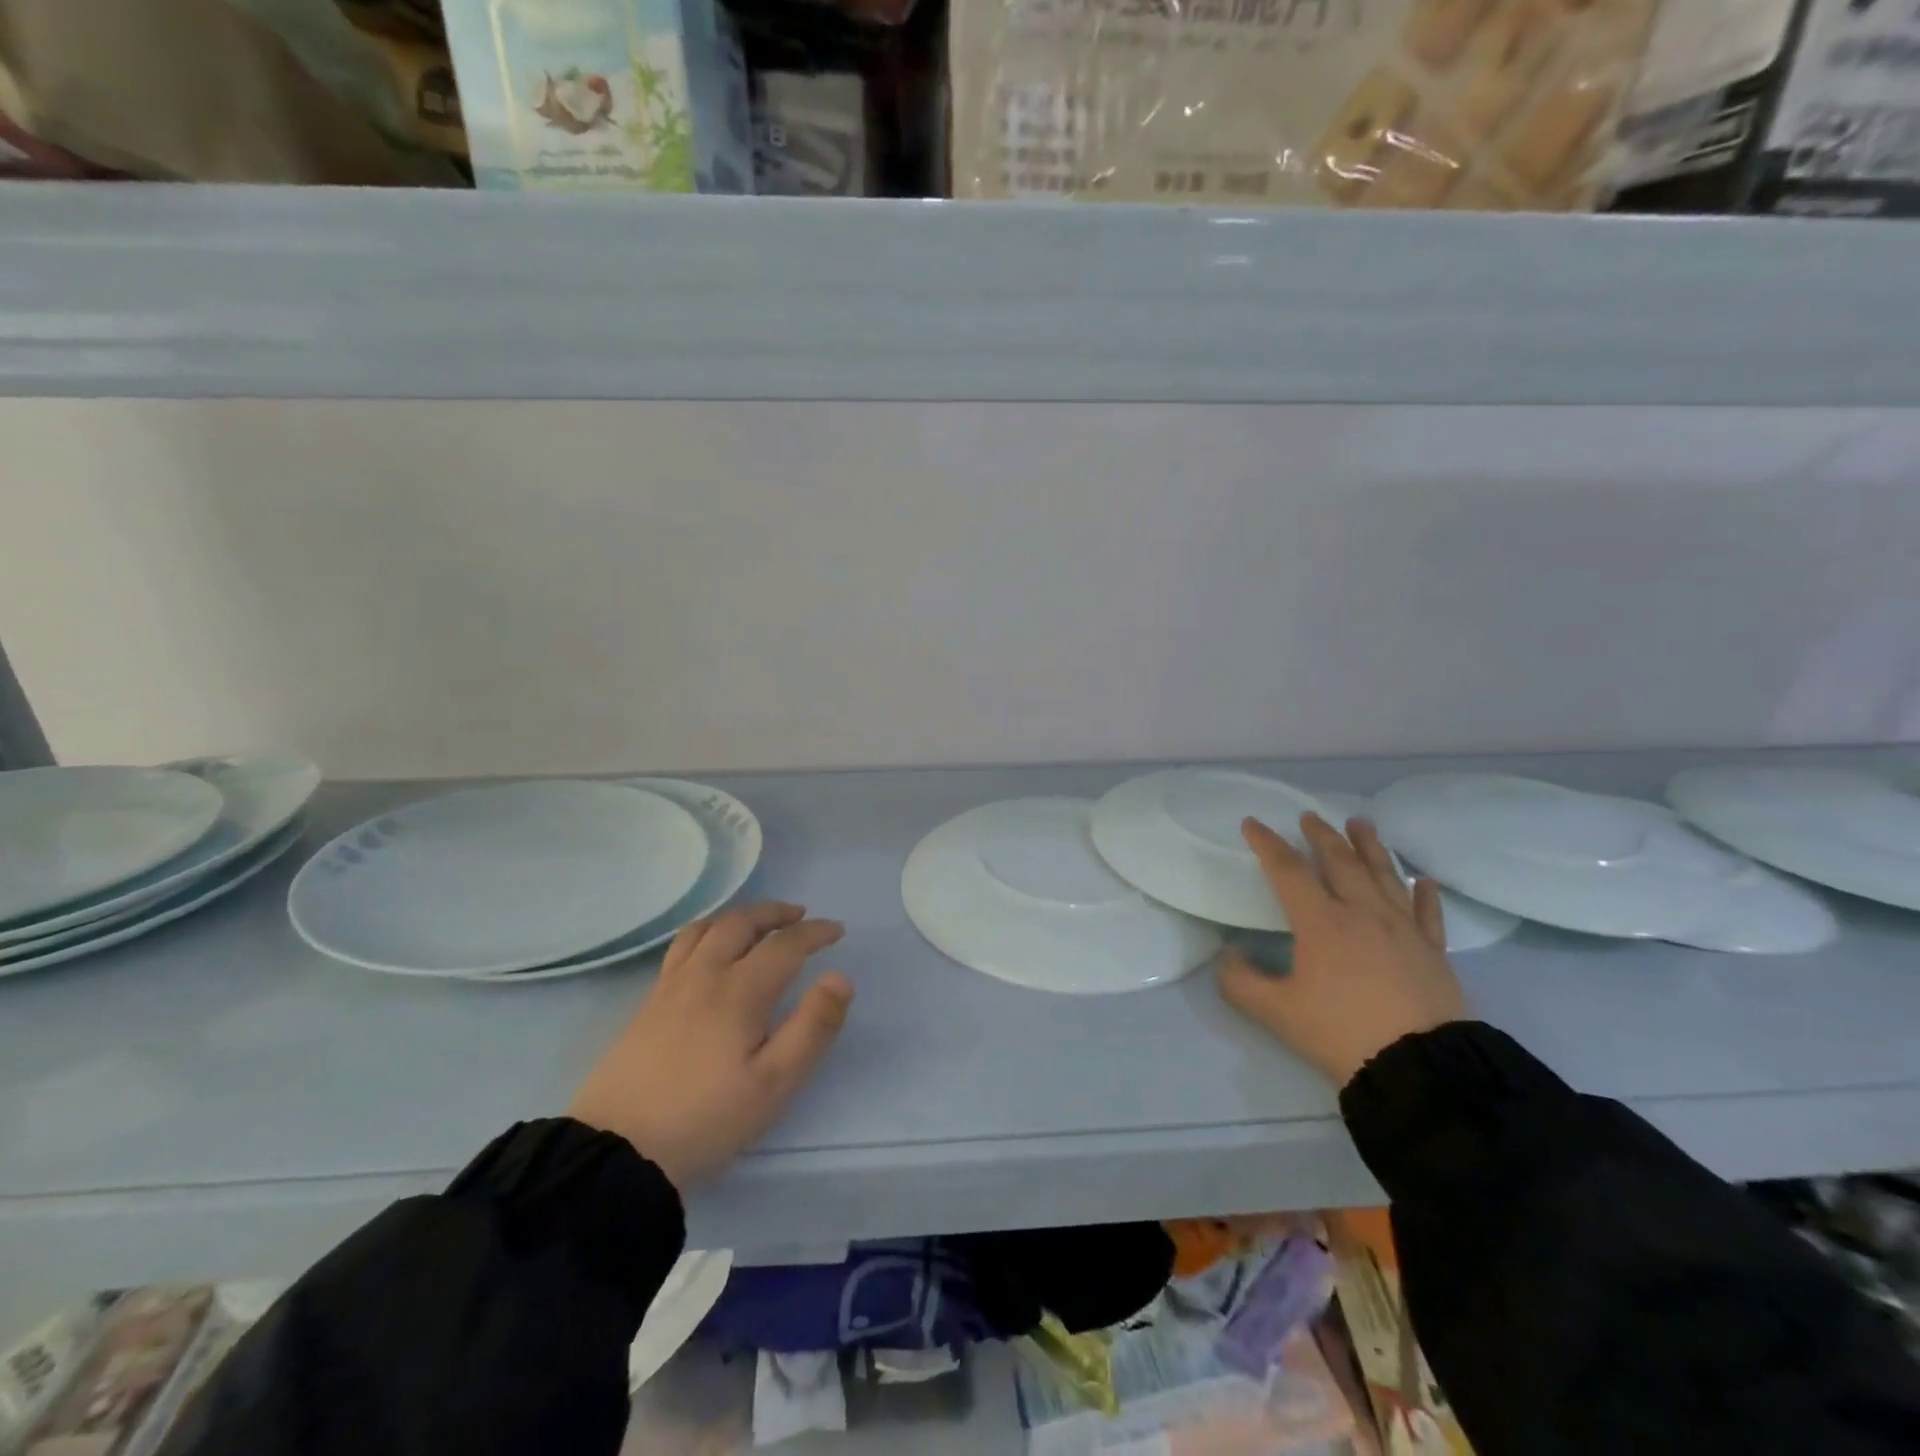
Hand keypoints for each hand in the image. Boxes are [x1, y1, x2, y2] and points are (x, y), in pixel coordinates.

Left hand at [569, 901, 853, 1192]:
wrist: (617, 1151)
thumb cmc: (706, 1118)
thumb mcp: (774, 1084)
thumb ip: (813, 1028)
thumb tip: (840, 978)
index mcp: (739, 991)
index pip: (784, 944)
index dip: (814, 932)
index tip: (837, 931)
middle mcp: (704, 975)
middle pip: (741, 922)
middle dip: (775, 913)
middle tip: (799, 915)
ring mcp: (670, 986)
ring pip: (706, 929)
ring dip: (739, 917)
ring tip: (757, 925)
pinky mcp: (648, 1003)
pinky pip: (682, 946)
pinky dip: (708, 932)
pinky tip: (711, 953)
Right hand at [1217, 814, 1465, 1088]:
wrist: (1422, 1068)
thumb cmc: (1341, 1033)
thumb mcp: (1275, 1012)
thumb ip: (1240, 981)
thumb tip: (1229, 954)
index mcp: (1321, 922)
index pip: (1288, 871)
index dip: (1267, 844)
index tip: (1252, 823)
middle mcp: (1363, 913)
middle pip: (1340, 861)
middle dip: (1321, 835)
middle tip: (1310, 816)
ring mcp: (1403, 929)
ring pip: (1384, 875)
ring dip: (1370, 846)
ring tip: (1361, 823)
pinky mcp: (1433, 951)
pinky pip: (1427, 912)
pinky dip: (1423, 893)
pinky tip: (1421, 879)